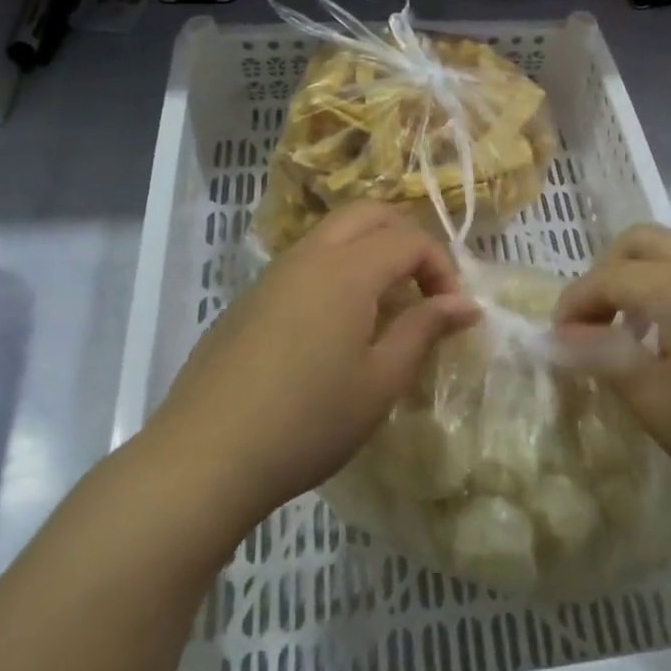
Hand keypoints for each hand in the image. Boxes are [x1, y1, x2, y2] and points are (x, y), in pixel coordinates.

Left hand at [140, 203, 480, 553]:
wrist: (205, 456)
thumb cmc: (309, 420)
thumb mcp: (381, 380)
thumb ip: (425, 330)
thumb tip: (465, 303)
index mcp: (347, 269)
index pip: (409, 239)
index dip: (441, 267)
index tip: (452, 311)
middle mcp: (309, 256)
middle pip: (368, 214)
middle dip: (405, 239)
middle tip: (422, 287)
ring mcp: (273, 275)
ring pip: (332, 234)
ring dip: (369, 251)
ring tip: (383, 307)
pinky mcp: (248, 299)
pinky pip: (305, 263)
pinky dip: (336, 271)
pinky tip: (334, 328)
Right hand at [555, 224, 670, 530]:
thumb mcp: (651, 399)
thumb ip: (597, 355)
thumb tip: (553, 336)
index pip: (610, 276)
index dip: (575, 303)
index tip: (558, 340)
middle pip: (639, 242)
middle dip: (605, 274)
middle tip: (592, 323)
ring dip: (638, 277)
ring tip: (628, 331)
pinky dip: (669, 285)